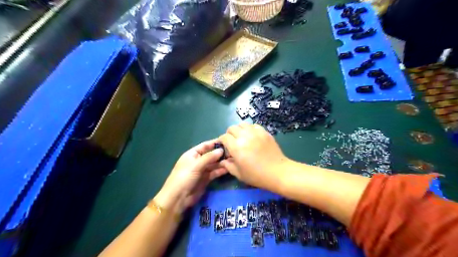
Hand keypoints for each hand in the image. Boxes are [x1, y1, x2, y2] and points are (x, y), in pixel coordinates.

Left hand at [154, 139, 226, 213]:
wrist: (178, 198)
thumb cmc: (184, 177)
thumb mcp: (196, 165)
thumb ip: (209, 157)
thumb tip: (221, 150)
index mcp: (192, 154)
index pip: (205, 146)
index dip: (214, 143)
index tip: (226, 140)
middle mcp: (198, 161)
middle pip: (211, 155)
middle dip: (220, 153)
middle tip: (233, 151)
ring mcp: (202, 170)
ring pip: (214, 164)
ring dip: (222, 162)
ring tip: (234, 159)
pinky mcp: (206, 179)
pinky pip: (214, 172)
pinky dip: (221, 170)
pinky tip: (229, 168)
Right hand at [218, 124, 288, 189]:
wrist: (277, 172)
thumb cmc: (257, 175)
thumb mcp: (239, 174)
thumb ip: (228, 165)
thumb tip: (223, 160)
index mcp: (236, 147)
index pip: (224, 137)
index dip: (221, 140)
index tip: (223, 146)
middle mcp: (244, 136)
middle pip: (232, 128)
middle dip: (229, 134)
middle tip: (232, 142)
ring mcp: (256, 133)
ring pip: (243, 124)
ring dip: (239, 130)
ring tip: (242, 137)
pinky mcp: (264, 132)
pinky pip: (254, 126)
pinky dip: (250, 129)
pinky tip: (252, 136)